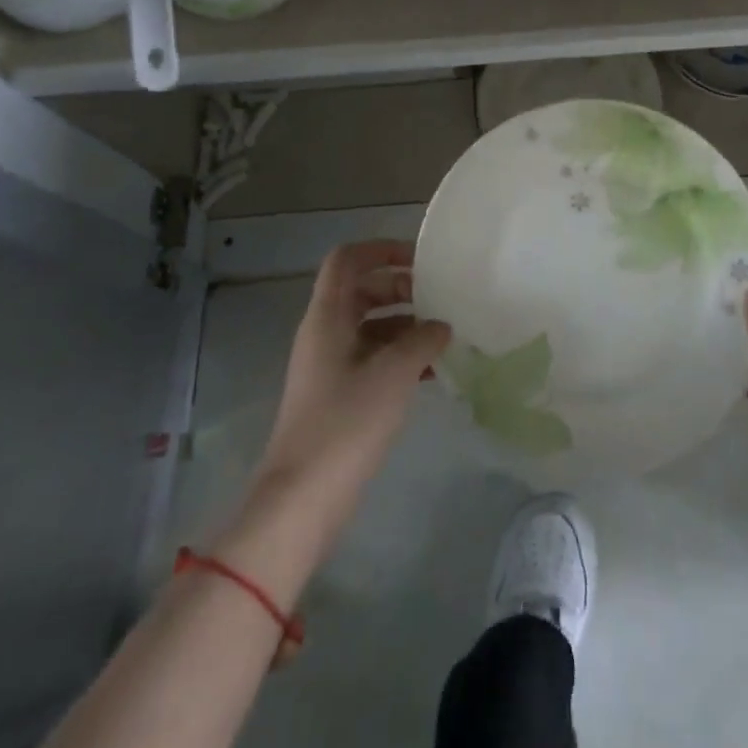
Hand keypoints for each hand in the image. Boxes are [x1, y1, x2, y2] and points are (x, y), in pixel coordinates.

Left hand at [241, 241, 451, 559]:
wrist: (303, 498)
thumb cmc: (347, 423)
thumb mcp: (394, 372)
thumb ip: (423, 339)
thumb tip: (441, 325)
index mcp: (328, 317)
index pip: (348, 260)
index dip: (381, 249)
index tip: (421, 260)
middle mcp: (325, 333)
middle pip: (362, 290)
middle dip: (402, 288)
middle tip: (440, 299)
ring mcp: (330, 366)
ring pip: (370, 326)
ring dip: (405, 324)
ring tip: (445, 336)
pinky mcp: (338, 395)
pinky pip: (372, 358)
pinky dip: (400, 355)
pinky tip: (432, 372)